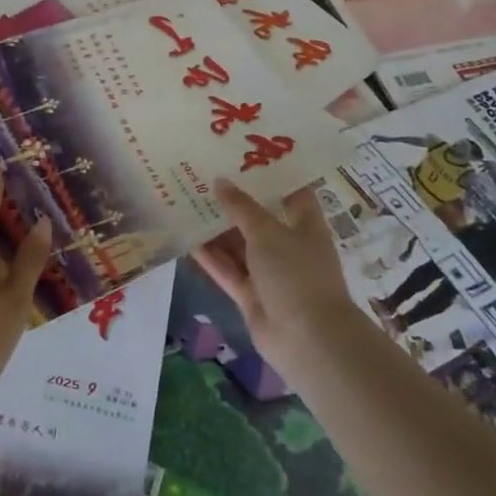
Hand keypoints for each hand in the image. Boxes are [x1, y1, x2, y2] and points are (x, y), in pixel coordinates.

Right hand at [193, 178, 361, 366]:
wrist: (308, 340)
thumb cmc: (296, 274)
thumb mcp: (267, 231)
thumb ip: (241, 207)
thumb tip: (220, 181)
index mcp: (304, 224)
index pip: (290, 191)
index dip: (270, 173)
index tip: (242, 154)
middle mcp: (288, 245)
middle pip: (258, 217)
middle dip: (234, 200)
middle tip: (202, 176)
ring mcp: (269, 272)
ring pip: (239, 245)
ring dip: (217, 228)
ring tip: (187, 202)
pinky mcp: (252, 295)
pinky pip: (228, 270)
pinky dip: (211, 257)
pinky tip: (187, 238)